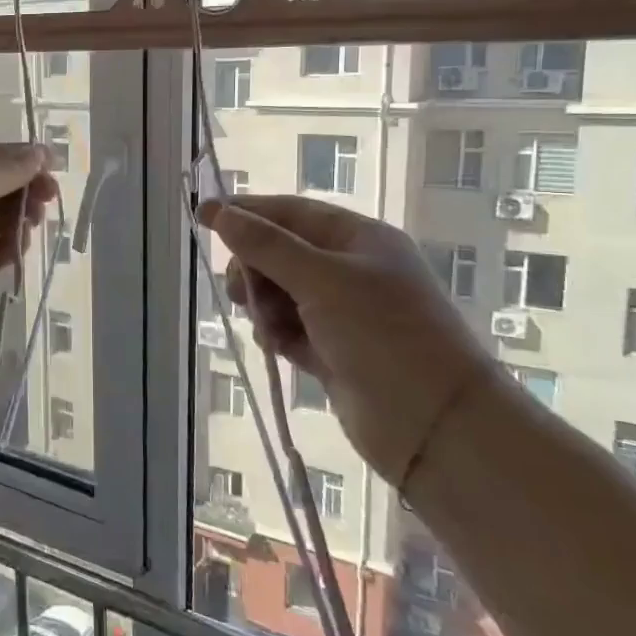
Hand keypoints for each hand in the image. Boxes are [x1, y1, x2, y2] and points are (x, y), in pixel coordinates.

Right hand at [198, 194, 507, 485]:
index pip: (291, 213)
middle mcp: (351, 271)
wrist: (433, 423)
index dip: (246, 212)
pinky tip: (275, 346)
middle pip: (281, 253)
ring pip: (280, 293)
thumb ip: (267, 246)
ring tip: (266, 326)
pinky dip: (276, 334)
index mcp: (358, 240)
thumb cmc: (382, 334)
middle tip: (239, 291)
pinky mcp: (334, 351)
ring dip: (263, 305)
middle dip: (254, 267)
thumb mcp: (322, 280)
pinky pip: (289, 329)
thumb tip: (221, 213)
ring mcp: (343, 313)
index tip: (202, 215)